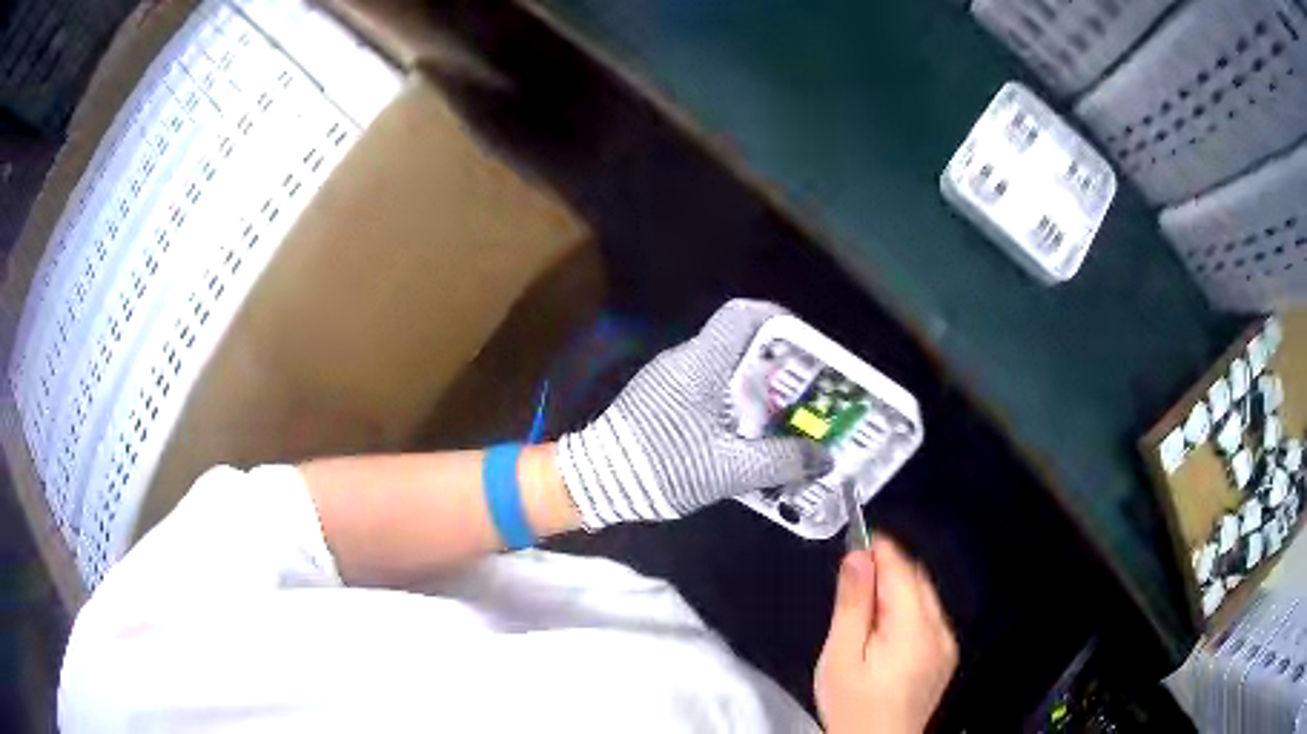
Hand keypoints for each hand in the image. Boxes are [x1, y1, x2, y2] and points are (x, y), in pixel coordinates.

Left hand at [556, 299, 831, 528]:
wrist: (595, 482)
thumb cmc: (662, 465)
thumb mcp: (728, 469)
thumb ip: (780, 462)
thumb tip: (824, 458)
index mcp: (700, 363)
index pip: (741, 315)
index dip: (778, 320)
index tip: (805, 347)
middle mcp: (684, 361)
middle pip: (739, 343)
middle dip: (777, 365)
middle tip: (805, 392)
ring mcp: (668, 380)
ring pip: (723, 368)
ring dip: (755, 388)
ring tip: (785, 416)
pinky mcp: (659, 401)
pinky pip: (706, 389)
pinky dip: (733, 403)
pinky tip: (748, 435)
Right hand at [815, 537, 957, 733]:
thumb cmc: (855, 708)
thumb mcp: (840, 657)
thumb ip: (852, 605)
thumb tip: (857, 558)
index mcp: (914, 628)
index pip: (902, 568)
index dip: (878, 548)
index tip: (855, 540)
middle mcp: (939, 630)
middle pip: (917, 579)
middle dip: (886, 570)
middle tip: (852, 582)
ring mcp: (946, 644)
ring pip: (924, 597)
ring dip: (897, 590)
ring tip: (863, 616)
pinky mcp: (944, 656)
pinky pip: (929, 618)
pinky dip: (907, 611)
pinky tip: (883, 634)